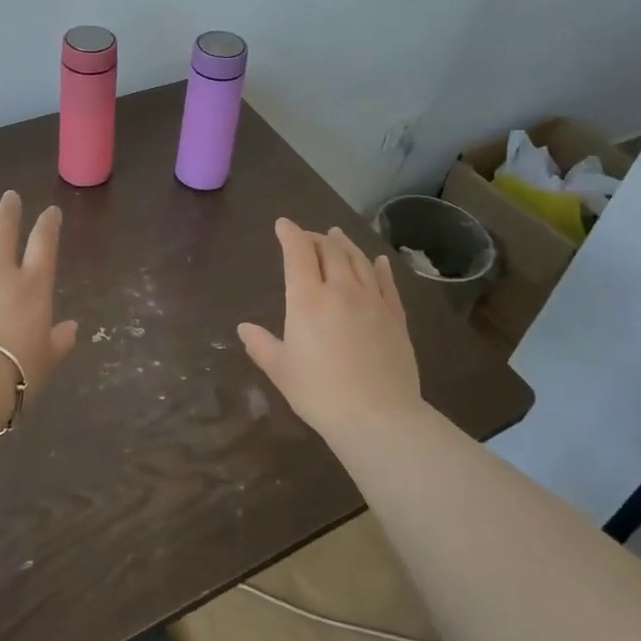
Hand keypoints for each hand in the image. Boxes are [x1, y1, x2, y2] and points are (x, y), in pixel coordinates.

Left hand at [0, 192, 78, 396]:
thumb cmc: (16, 372)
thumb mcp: (48, 359)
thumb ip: (60, 340)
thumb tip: (72, 328)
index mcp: (32, 287)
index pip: (43, 245)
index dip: (48, 225)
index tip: (51, 212)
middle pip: (3, 232)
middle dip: (8, 212)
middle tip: (9, 197)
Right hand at [237, 219, 421, 437]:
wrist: (378, 416)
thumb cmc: (320, 393)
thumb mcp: (281, 370)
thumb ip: (261, 345)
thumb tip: (244, 327)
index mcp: (308, 299)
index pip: (298, 253)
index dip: (290, 234)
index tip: (283, 225)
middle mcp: (341, 289)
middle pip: (330, 250)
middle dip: (316, 237)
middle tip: (308, 236)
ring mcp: (372, 300)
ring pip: (358, 260)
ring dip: (345, 244)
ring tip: (337, 235)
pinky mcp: (395, 316)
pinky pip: (386, 282)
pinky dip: (379, 266)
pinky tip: (377, 261)